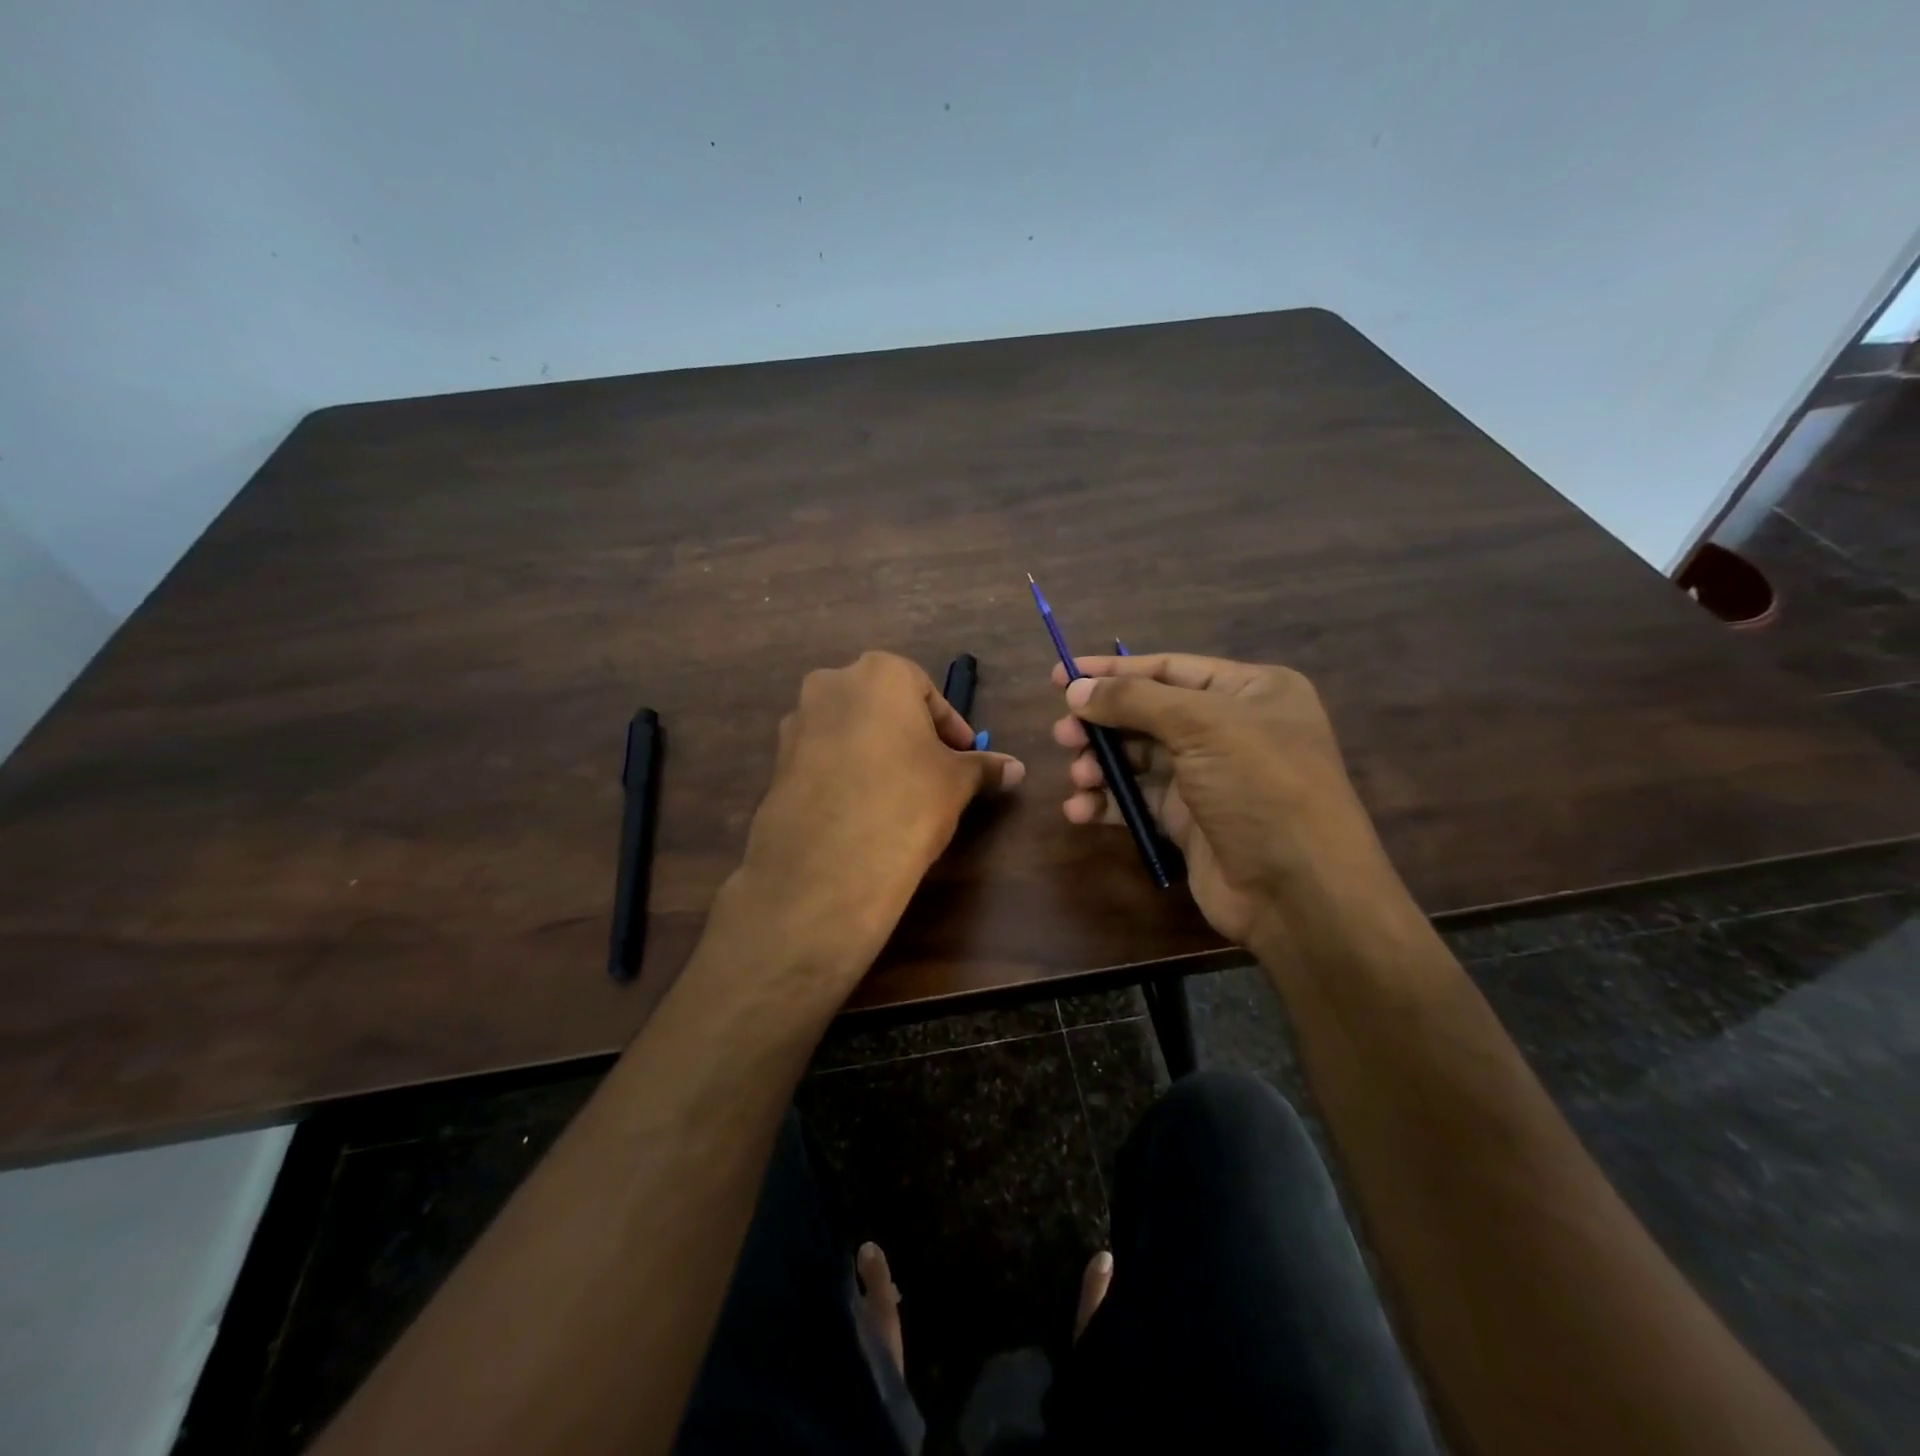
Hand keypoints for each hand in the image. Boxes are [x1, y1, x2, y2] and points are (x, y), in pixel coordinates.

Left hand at [731, 651, 1022, 988]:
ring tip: (896, 793)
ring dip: (874, 751)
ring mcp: (797, 722)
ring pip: (849, 730)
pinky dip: (844, 772)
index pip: (926, 691)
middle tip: (932, 771)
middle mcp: (831, 684)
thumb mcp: (956, 781)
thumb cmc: (907, 800)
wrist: (829, 863)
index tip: (964, 757)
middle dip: (909, 734)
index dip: (950, 727)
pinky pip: (823, 758)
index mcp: (879, 672)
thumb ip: (984, 766)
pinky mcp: (776, 762)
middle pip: (882, 705)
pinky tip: (861, 809)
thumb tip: (1016, 768)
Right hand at [1051, 654, 1393, 946]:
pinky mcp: (1188, 821)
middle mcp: (1229, 729)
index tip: (1061, 675)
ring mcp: (1208, 778)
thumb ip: (1134, 700)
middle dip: (1102, 723)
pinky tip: (1080, 811)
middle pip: (1147, 714)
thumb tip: (1076, 690)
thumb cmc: (1260, 787)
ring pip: (1137, 759)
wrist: (1298, 891)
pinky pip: (1137, 801)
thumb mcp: (1202, 725)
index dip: (1112, 670)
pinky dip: (1107, 803)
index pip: (1169, 668)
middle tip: (1063, 735)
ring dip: (1101, 765)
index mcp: (1249, 691)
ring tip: (1078, 776)